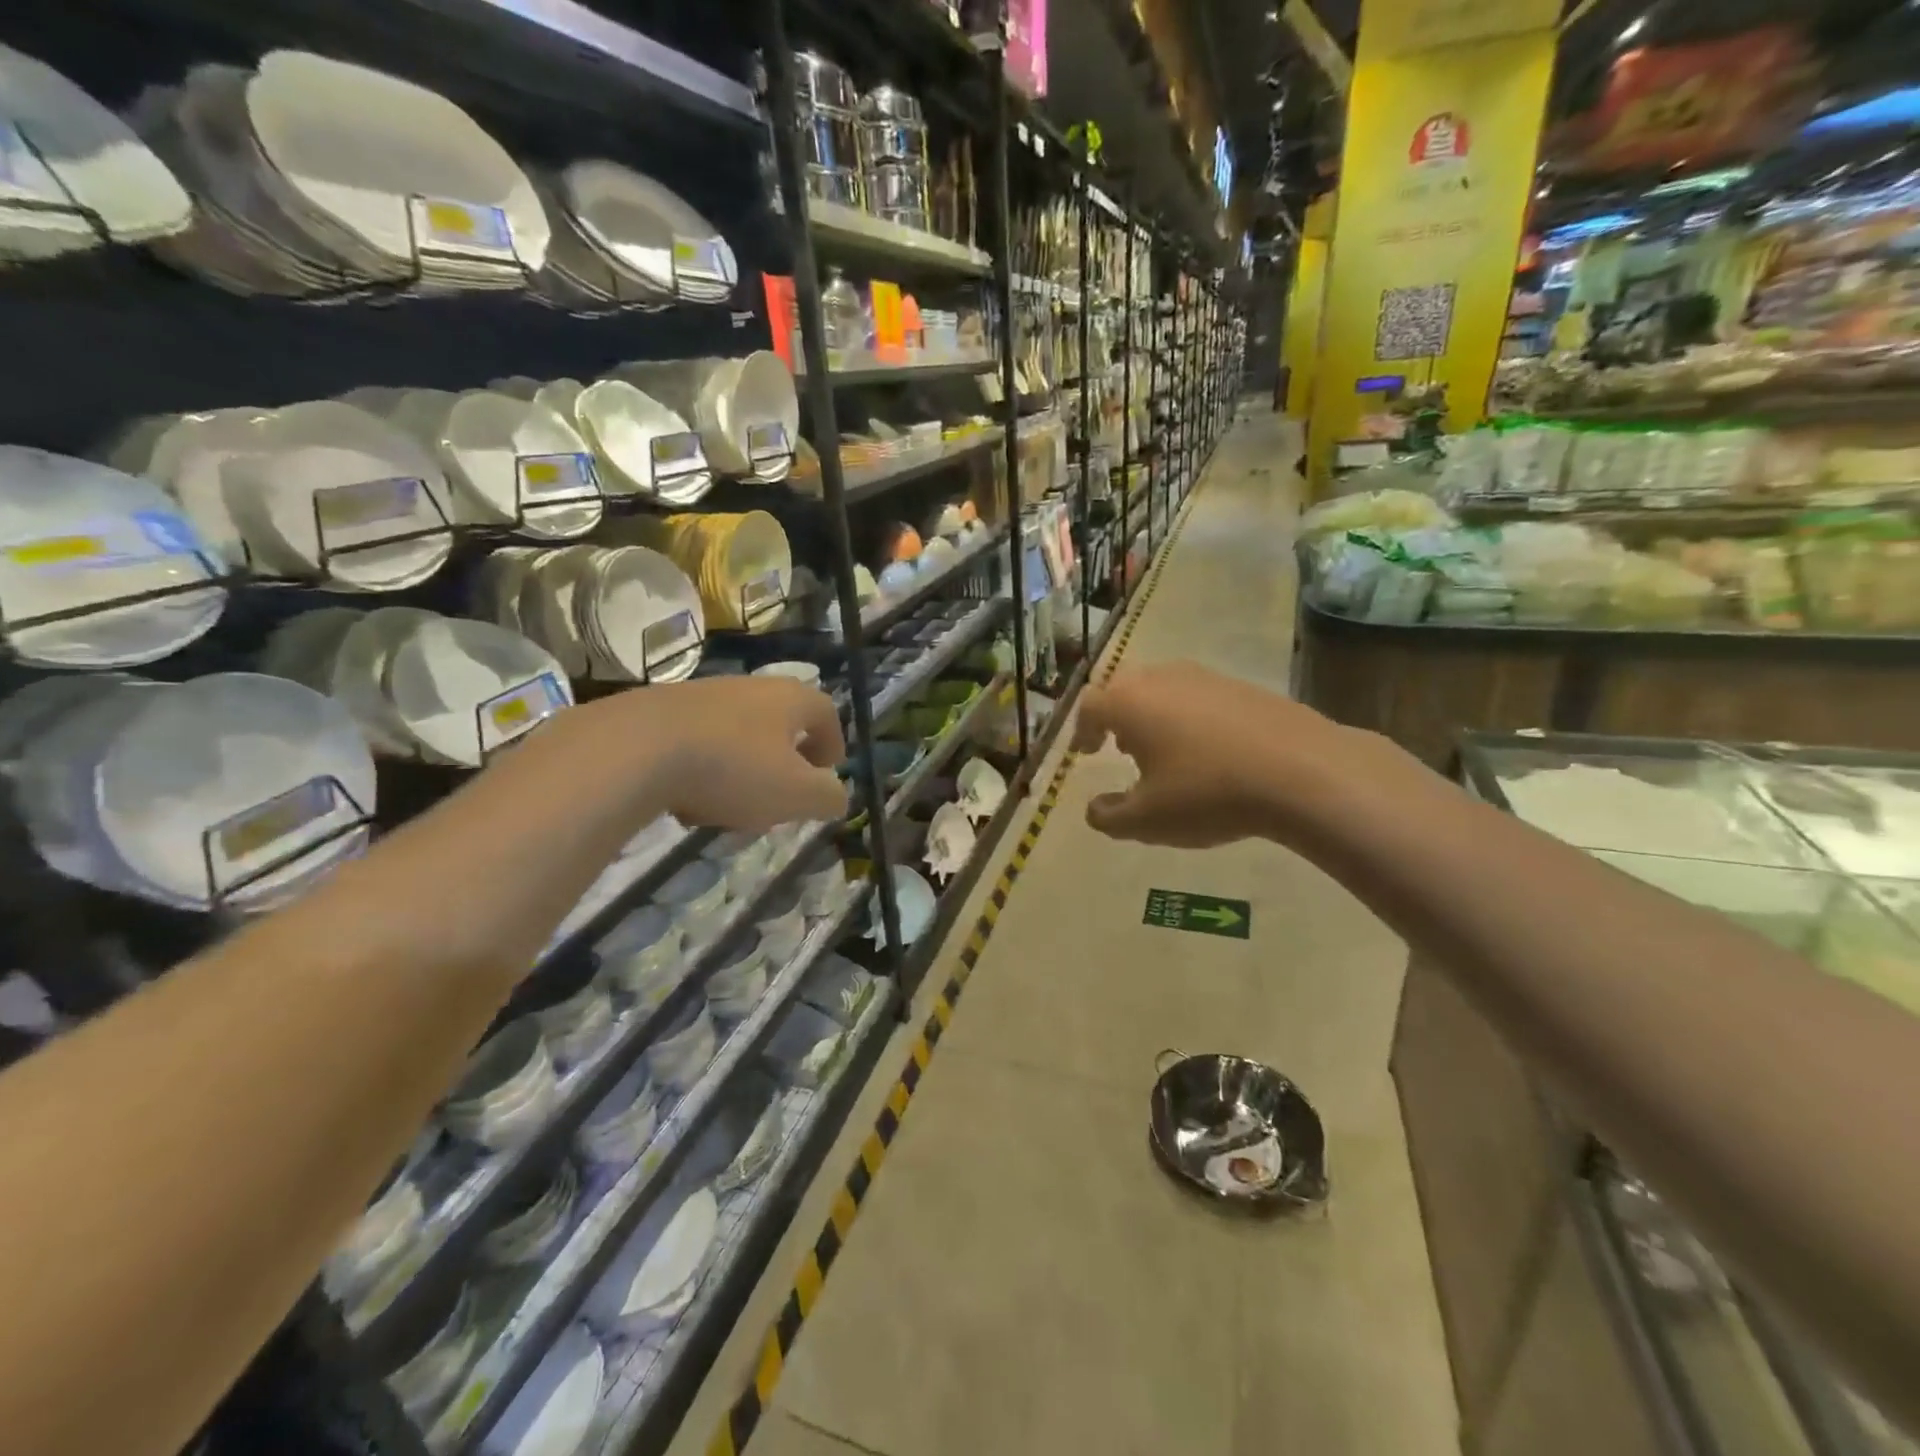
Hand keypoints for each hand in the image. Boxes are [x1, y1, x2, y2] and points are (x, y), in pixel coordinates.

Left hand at [618, 678, 847, 830]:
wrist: (634, 748)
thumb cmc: (733, 768)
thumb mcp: (795, 794)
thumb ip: (827, 797)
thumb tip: (836, 796)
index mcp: (789, 699)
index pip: (825, 712)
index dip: (832, 742)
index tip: (828, 771)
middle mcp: (749, 687)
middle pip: (779, 722)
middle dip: (785, 761)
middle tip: (783, 794)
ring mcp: (702, 695)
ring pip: (737, 734)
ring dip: (743, 768)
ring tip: (732, 806)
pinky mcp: (660, 710)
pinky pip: (697, 742)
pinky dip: (703, 770)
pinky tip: (688, 802)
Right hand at [1070, 662, 1360, 846]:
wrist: (1302, 772)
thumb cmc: (1207, 793)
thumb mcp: (1147, 820)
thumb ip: (1109, 817)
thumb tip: (1094, 809)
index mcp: (1129, 703)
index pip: (1089, 706)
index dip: (1081, 730)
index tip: (1085, 752)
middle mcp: (1162, 679)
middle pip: (1125, 688)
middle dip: (1116, 717)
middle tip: (1118, 747)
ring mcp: (1206, 677)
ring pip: (1163, 689)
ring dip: (1153, 715)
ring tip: (1163, 749)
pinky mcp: (1243, 686)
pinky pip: (1200, 696)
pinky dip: (1190, 717)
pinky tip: (1208, 750)